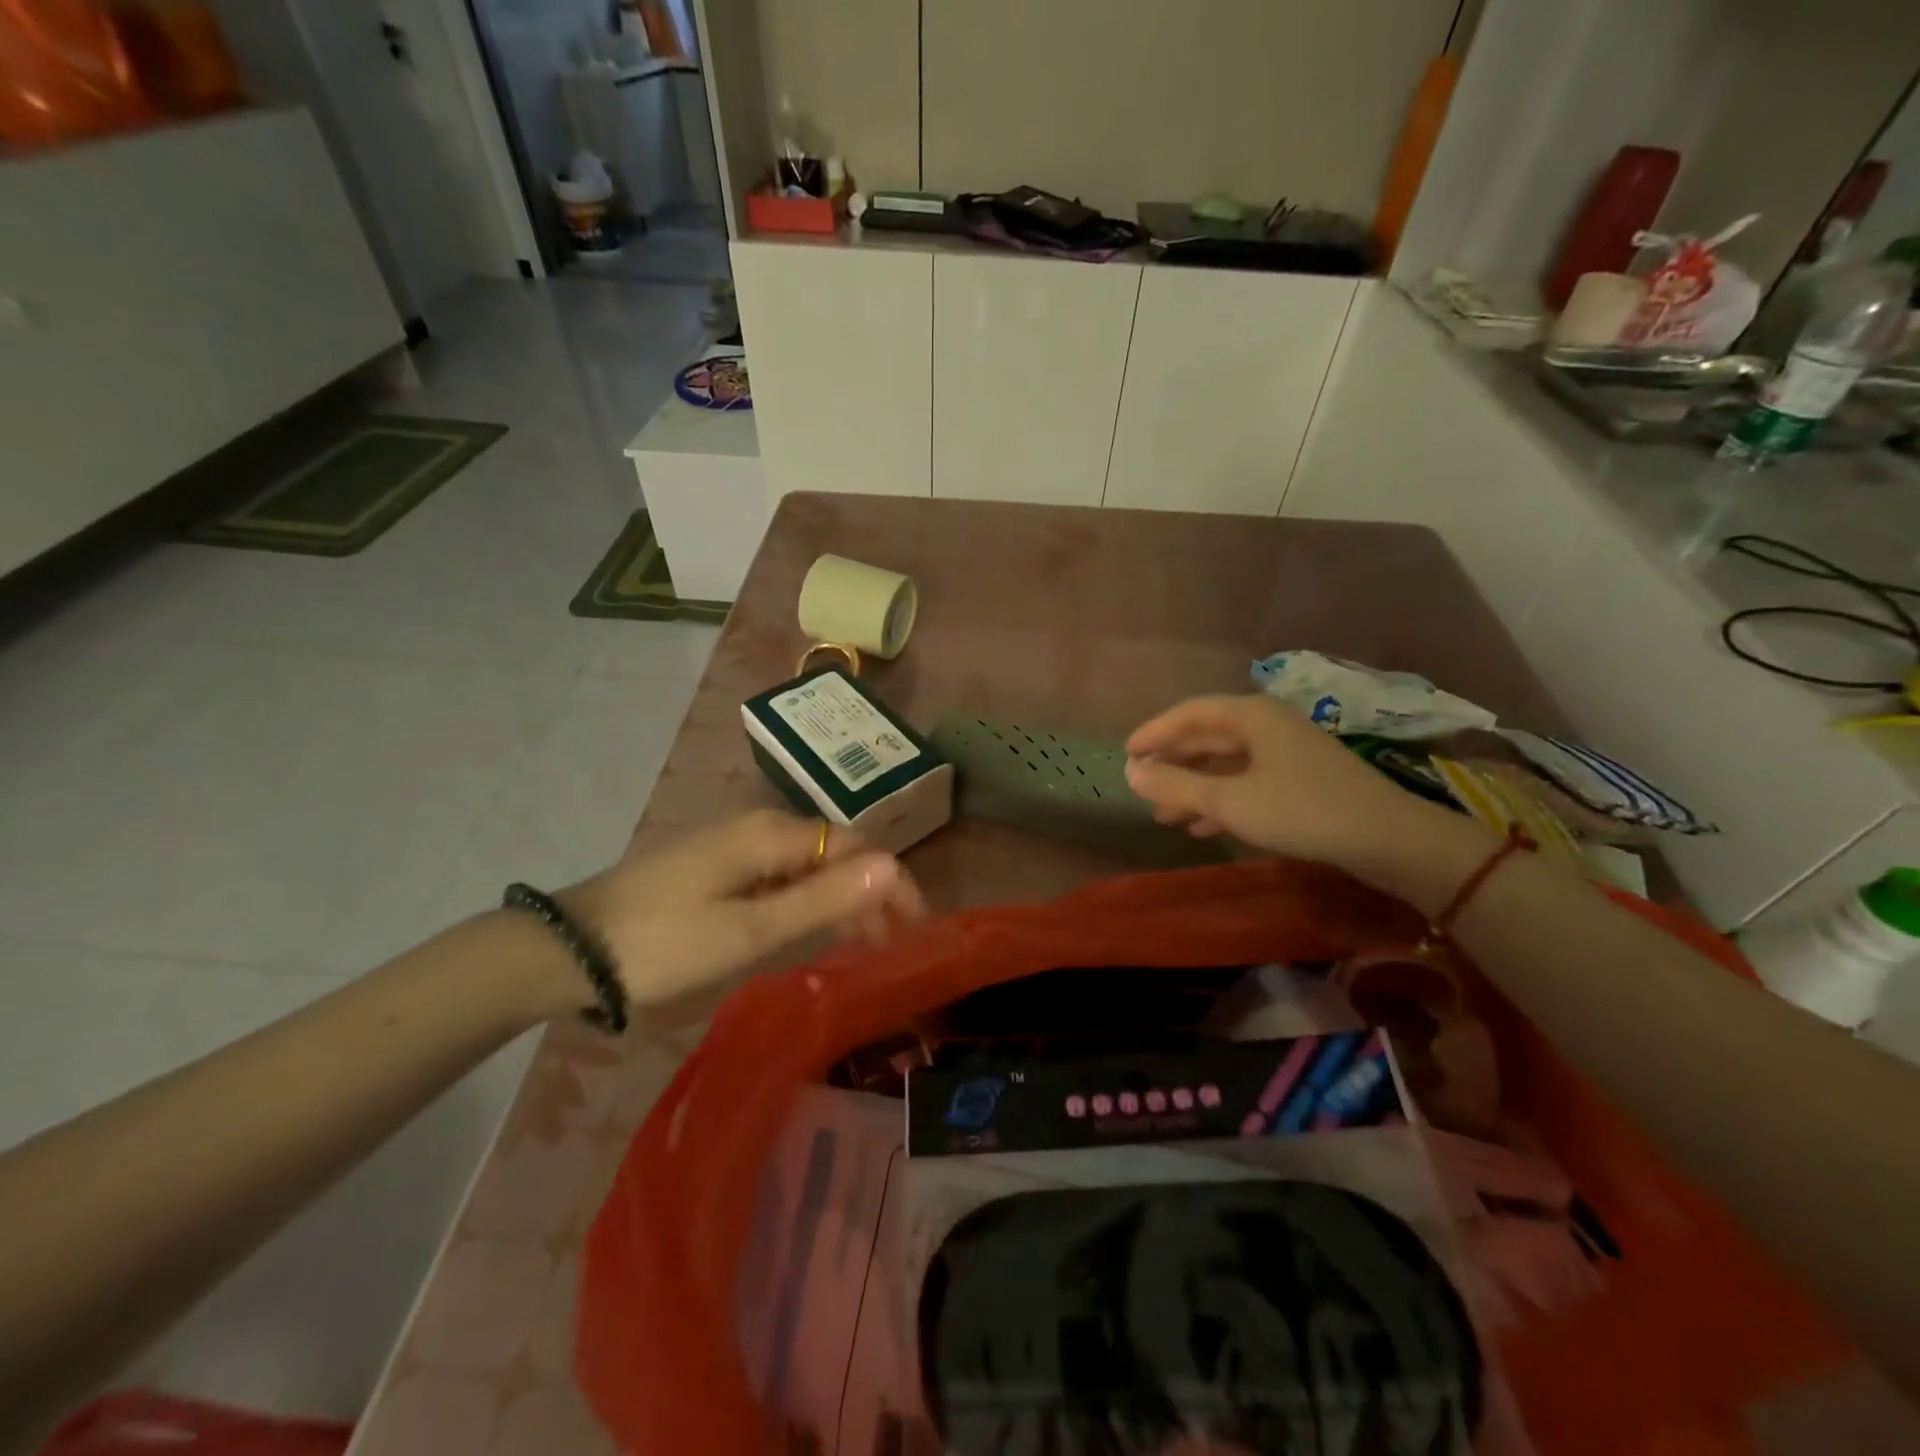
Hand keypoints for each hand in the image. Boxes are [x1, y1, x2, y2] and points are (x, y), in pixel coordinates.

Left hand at [559, 810, 927, 1008]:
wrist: (568, 950)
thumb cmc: (663, 943)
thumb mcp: (748, 929)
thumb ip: (822, 899)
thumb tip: (890, 867)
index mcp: (772, 834)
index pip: (857, 846)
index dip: (893, 882)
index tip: (916, 929)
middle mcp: (760, 827)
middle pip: (837, 851)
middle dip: (872, 891)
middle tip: (894, 945)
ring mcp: (736, 845)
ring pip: (811, 864)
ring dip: (843, 898)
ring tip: (864, 945)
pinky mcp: (718, 866)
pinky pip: (782, 875)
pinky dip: (809, 901)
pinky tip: (813, 929)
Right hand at [1124, 694, 1491, 889]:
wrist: (1388, 839)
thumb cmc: (1302, 810)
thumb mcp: (1230, 801)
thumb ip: (1177, 785)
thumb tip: (1129, 772)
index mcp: (1251, 716)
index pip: (1189, 713)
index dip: (1154, 732)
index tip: (1126, 753)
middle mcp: (1267, 726)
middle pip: (1207, 738)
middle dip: (1173, 764)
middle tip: (1142, 786)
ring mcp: (1286, 753)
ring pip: (1226, 764)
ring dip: (1194, 787)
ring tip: (1164, 815)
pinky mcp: (1300, 781)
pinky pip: (1247, 783)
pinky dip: (1221, 800)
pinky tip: (1203, 827)